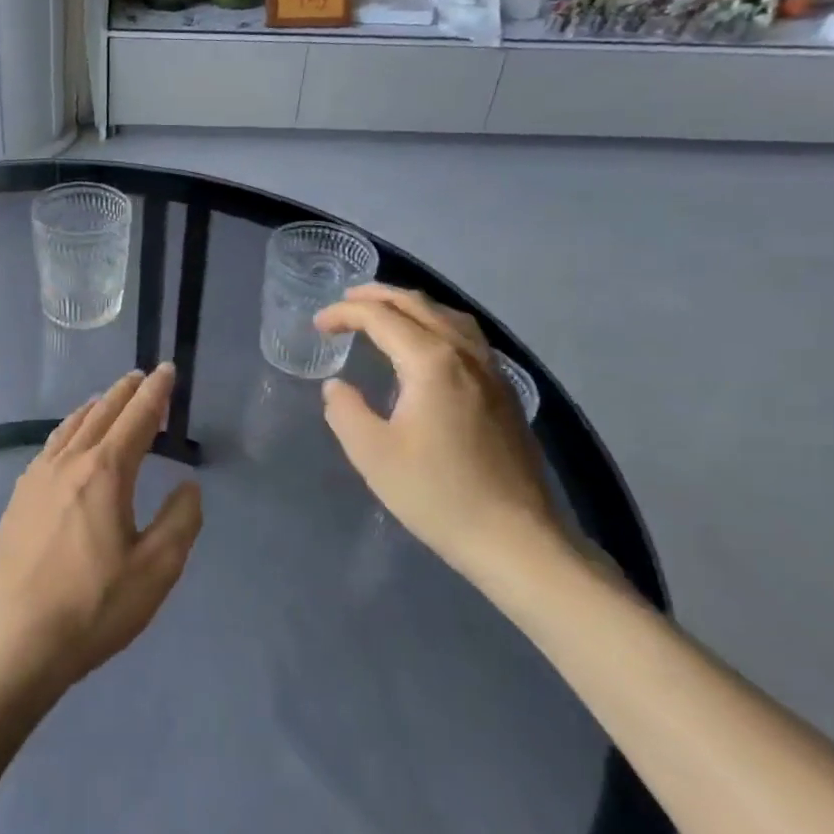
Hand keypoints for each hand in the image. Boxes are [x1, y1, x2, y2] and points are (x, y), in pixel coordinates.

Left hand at [0, 365, 202, 702]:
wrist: (16, 640)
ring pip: (71, 426)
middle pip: (102, 413)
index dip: (156, 392)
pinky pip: (50, 445)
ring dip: (97, 407)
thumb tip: (187, 485)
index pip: (138, 418)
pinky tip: (70, 440)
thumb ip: (180, 521)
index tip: (167, 370)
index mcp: (106, 472)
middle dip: (126, 392)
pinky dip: (70, 428)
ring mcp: (37, 477)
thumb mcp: (156, 570)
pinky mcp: (19, 497)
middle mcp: (69, 462)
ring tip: (109, 399)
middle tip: (143, 377)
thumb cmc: (94, 607)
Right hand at [314, 285, 561, 577]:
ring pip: (448, 315)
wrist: (516, 538)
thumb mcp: (373, 454)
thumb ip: (345, 411)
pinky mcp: (504, 391)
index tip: (318, 324)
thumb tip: (336, 386)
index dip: (344, 314)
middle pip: (418, 305)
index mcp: (431, 361)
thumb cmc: (437, 495)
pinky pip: (466, 336)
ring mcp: (492, 370)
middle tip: (345, 301)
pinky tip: (427, 345)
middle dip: (377, 296)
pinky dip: (436, 323)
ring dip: (410, 305)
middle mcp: (464, 353)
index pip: (380, 318)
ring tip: (383, 312)